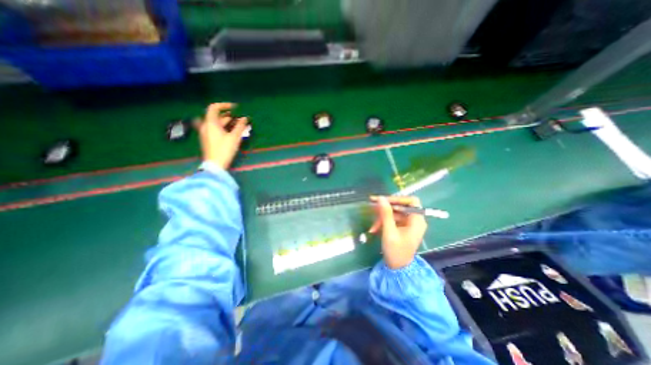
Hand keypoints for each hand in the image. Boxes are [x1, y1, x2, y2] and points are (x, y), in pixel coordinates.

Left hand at [196, 101, 248, 167]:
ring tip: (239, 125)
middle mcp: (206, 126)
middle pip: (216, 116)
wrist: (215, 164)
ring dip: (227, 122)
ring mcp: (206, 133)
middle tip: (240, 118)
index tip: (235, 108)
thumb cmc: (224, 149)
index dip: (224, 105)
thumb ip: (240, 126)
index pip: (214, 107)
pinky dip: (224, 128)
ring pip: (216, 123)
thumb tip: (245, 118)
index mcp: (210, 123)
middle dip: (229, 116)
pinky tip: (232, 132)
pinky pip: (215, 129)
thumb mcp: (234, 137)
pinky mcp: (208, 139)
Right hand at [371, 195, 427, 268]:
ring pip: (394, 213)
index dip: (397, 198)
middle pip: (400, 206)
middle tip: (372, 205)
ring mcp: (408, 224)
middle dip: (385, 208)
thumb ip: (385, 214)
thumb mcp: (389, 231)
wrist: (397, 269)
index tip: (383, 200)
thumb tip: (381, 198)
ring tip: (372, 226)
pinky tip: (374, 229)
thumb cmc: (396, 251)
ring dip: (382, 217)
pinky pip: (392, 219)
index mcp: (417, 220)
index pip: (411, 201)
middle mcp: (414, 220)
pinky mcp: (402, 227)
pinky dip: (383, 222)